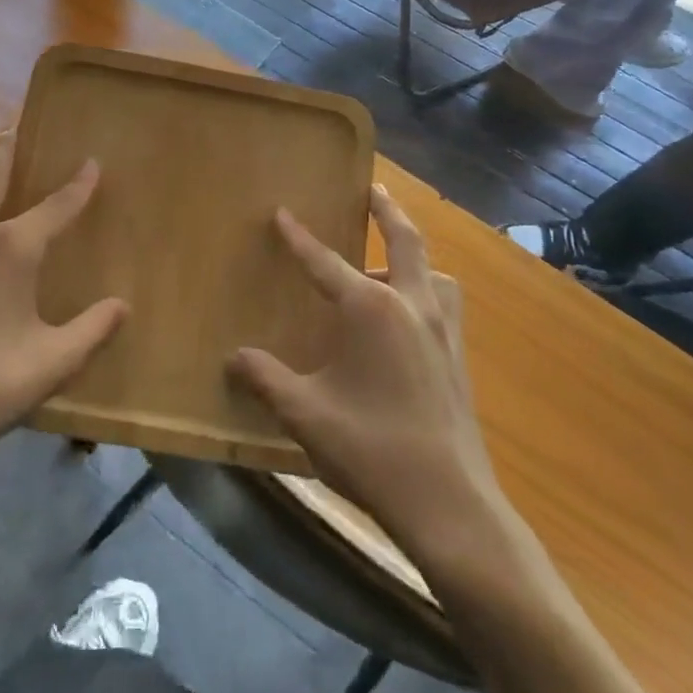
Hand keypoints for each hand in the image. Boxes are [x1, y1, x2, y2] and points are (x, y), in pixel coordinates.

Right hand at [229, 188, 502, 560]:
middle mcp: (411, 305)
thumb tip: (233, 359)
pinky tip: (410, 321)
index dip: (298, 237)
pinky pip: (445, 305)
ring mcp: (442, 330)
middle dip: (386, 210)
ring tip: (390, 265)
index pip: (324, 262)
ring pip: (434, 272)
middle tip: (374, 188)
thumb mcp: (304, 413)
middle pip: (404, 240)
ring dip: (414, 257)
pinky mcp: (459, 358)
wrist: (449, 504)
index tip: (282, 212)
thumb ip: (265, 379)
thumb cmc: (370, 448)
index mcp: (370, 308)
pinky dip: (428, 293)